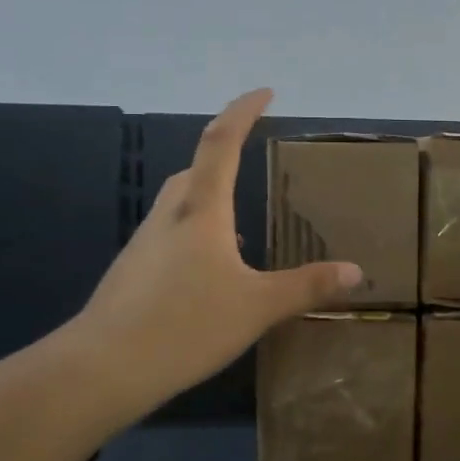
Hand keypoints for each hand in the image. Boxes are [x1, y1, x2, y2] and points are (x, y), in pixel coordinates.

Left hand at [67, 89, 360, 422]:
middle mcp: (169, 216)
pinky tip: (209, 274)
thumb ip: (307, 286)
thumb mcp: (258, 306)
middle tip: (251, 164)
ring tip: (240, 231)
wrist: (103, 368)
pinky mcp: (131, 272)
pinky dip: (194, 235)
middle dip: (224, 157)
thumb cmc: (186, 324)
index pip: (222, 142)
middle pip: (196, 169)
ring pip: (180, 204)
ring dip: (209, 200)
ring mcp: (144, 244)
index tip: (265, 92)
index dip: (242, 111)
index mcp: (202, 210)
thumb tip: (356, 271)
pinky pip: (169, 235)